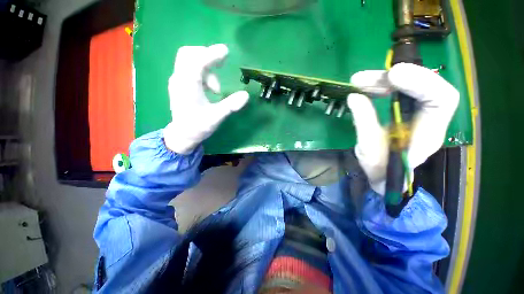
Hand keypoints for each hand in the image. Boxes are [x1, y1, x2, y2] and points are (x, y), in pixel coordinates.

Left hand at [163, 44, 248, 153]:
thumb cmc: (198, 127)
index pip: (197, 61)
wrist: (182, 135)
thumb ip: (230, 105)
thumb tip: (246, 95)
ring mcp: (178, 81)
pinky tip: (210, 88)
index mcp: (187, 86)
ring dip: (205, 67)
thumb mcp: (216, 117)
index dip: (212, 54)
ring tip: (216, 89)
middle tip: (221, 64)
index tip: (226, 52)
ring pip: (189, 61)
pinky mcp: (180, 85)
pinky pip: (189, 69)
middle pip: (188, 54)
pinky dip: (201, 72)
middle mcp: (179, 79)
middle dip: (206, 56)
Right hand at [346, 63, 458, 194]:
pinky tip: (365, 87)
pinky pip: (399, 90)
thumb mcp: (368, 149)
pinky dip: (381, 85)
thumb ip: (364, 122)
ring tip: (358, 81)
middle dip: (394, 78)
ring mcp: (418, 113)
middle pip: (425, 85)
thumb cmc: (380, 169)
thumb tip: (354, 97)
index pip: (441, 99)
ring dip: (383, 80)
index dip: (421, 82)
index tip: (392, 75)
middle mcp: (428, 119)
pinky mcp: (405, 110)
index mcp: (427, 134)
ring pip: (411, 85)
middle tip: (362, 79)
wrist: (385, 176)